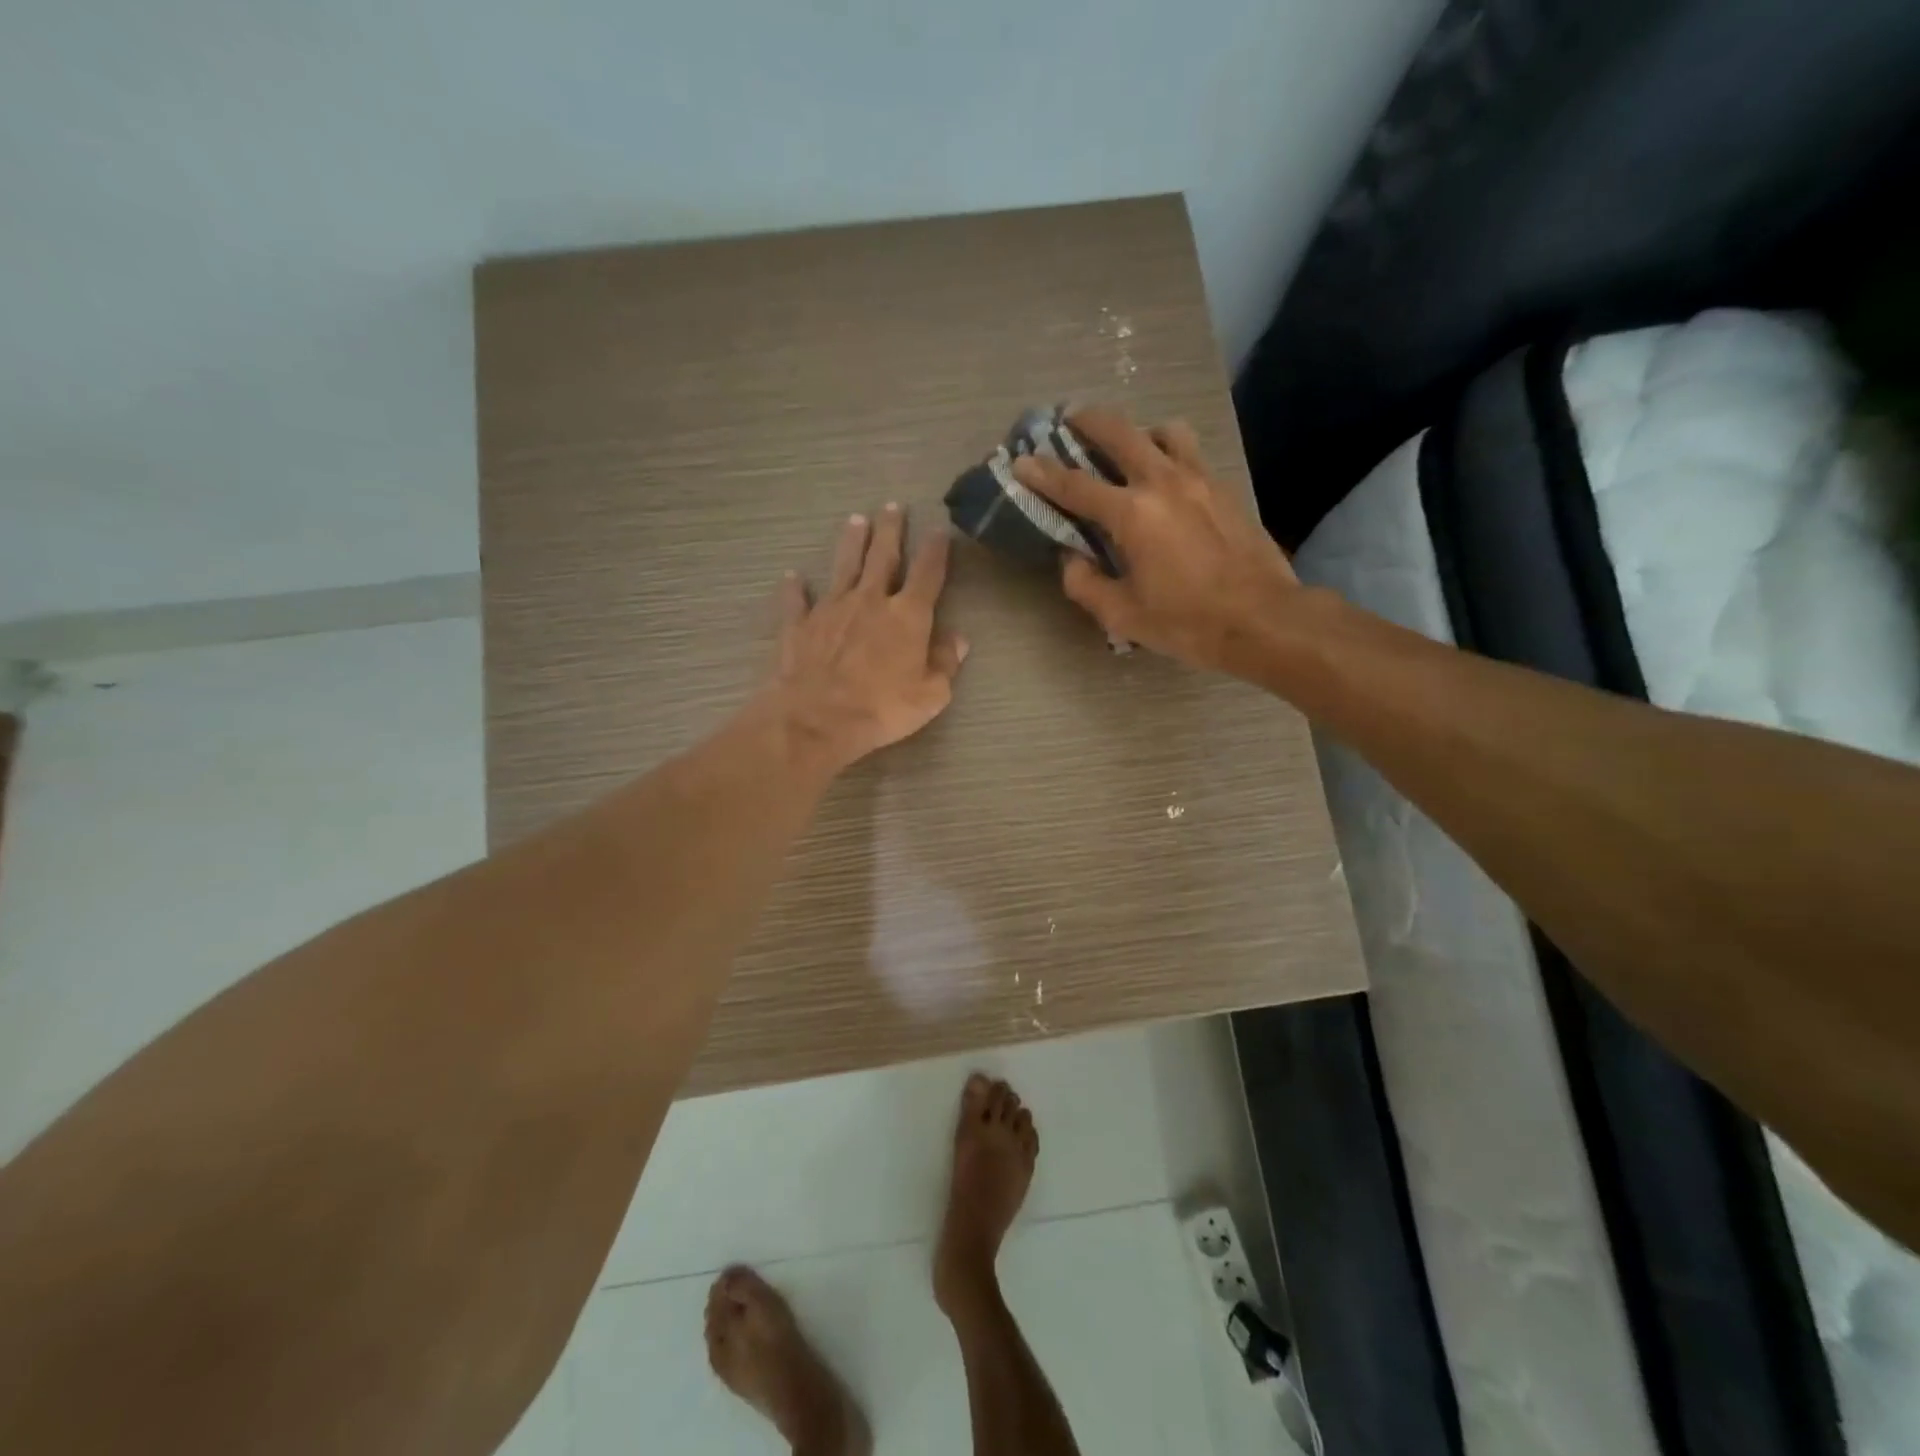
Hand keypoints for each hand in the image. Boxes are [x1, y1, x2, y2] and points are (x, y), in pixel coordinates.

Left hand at [761, 503, 968, 774]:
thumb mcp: (931, 695)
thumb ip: (945, 663)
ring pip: (843, 566)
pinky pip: (797, 601)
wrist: (817, 718)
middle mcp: (870, 600)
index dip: (936, 551)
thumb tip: (958, 640)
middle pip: (883, 556)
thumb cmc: (882, 708)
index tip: (940, 530)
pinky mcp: (800, 625)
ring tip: (855, 520)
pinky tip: (792, 577)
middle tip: (892, 506)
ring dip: (851, 542)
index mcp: (907, 615)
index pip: (928, 573)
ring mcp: (831, 609)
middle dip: (890, 530)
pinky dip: (795, 588)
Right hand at [1010, 408, 1300, 675]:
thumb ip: (1086, 584)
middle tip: (1071, 418)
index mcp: (1132, 515)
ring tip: (1130, 446)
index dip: (1043, 473)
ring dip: (1139, 431)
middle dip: (1089, 421)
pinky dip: (1170, 453)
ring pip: (1165, 432)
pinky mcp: (1225, 489)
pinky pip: (1191, 454)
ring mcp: (1199, 480)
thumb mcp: (1123, 616)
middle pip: (1120, 433)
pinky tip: (1167, 479)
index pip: (1075, 486)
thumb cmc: (1187, 622)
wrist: (1262, 619)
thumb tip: (1072, 560)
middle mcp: (1163, 483)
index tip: (1022, 461)